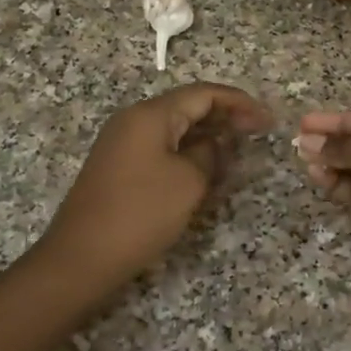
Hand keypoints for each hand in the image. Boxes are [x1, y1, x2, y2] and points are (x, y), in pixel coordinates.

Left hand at [39, 83, 273, 293]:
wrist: (82, 256)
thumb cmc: (140, 214)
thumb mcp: (188, 183)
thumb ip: (209, 154)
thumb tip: (214, 144)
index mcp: (150, 115)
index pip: (203, 93)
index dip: (239, 103)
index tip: (268, 120)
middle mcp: (132, 120)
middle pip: (186, 106)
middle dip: (224, 116)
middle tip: (258, 133)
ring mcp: (121, 143)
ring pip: (173, 128)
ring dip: (206, 135)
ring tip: (237, 150)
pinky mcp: (118, 167)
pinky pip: (160, 147)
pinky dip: (186, 151)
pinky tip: (205, 168)